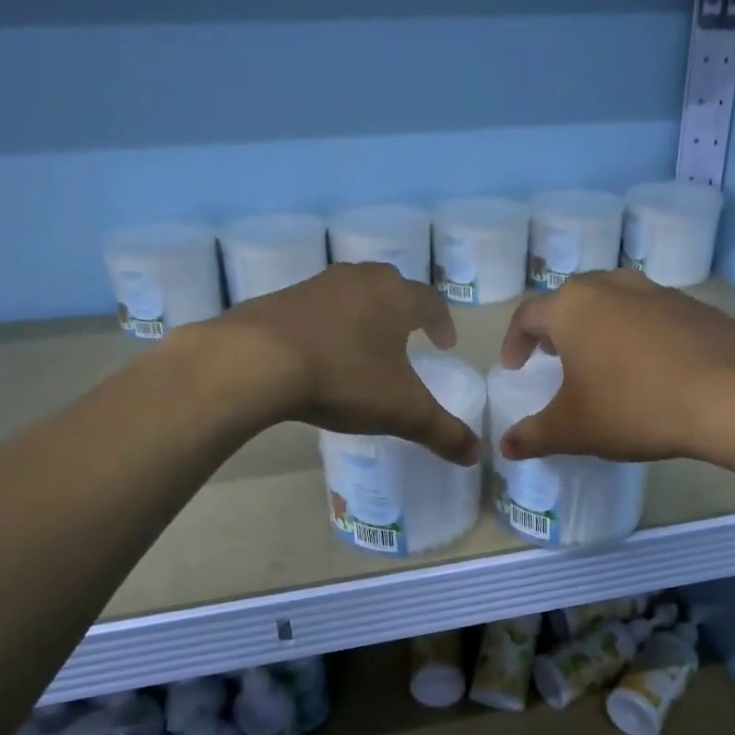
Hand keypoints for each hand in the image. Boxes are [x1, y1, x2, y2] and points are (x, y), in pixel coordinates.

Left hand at [221, 262, 481, 463]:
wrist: (256, 361)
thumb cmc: (344, 377)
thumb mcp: (402, 412)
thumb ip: (443, 432)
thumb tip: (478, 454)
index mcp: (395, 297)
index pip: (430, 301)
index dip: (442, 322)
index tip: (445, 343)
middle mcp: (360, 280)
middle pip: (391, 286)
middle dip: (403, 310)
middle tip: (407, 336)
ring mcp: (317, 285)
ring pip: (352, 293)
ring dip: (364, 314)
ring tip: (364, 344)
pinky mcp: (281, 298)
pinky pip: (316, 307)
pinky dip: (327, 323)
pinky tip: (319, 350)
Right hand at [497, 270, 734, 463]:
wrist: (733, 394)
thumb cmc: (634, 405)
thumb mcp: (574, 429)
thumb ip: (534, 435)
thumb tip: (507, 447)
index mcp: (571, 306)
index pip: (527, 316)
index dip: (515, 343)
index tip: (515, 368)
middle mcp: (610, 285)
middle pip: (571, 300)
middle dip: (558, 329)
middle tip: (556, 359)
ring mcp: (655, 290)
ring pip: (613, 302)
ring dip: (599, 327)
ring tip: (602, 360)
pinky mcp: (693, 305)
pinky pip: (650, 314)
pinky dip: (638, 334)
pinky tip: (650, 368)